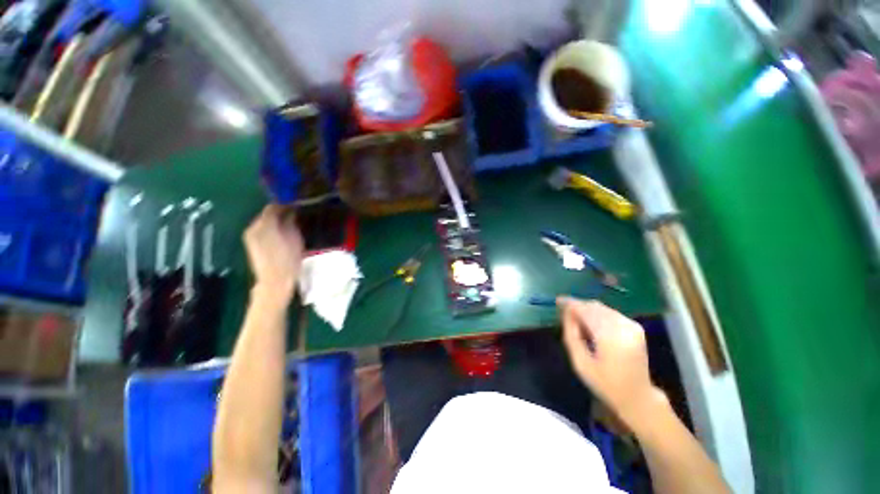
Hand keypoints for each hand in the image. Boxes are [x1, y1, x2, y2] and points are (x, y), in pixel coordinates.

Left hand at [244, 205, 303, 301]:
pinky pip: (261, 229)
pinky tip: (281, 231)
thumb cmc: (288, 260)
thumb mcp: (294, 238)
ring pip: (264, 221)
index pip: (273, 207)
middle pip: (267, 213)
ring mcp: (250, 235)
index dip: (286, 204)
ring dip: (276, 219)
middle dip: (280, 211)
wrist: (274, 281)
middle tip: (295, 212)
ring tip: (290, 221)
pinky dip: (271, 227)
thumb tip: (291, 211)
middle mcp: (253, 227)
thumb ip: (290, 222)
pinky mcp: (251, 243)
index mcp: (264, 224)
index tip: (297, 203)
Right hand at [557, 297, 662, 428]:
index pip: (586, 311)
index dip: (570, 303)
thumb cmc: (605, 384)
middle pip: (594, 306)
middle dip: (578, 306)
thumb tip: (566, 314)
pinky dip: (597, 313)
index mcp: (610, 336)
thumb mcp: (580, 363)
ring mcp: (631, 325)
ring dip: (587, 309)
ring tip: (576, 319)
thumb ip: (571, 335)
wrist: (637, 397)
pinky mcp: (635, 327)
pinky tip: (590, 323)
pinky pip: (610, 312)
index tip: (557, 301)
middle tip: (563, 311)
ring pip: (602, 308)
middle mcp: (623, 326)